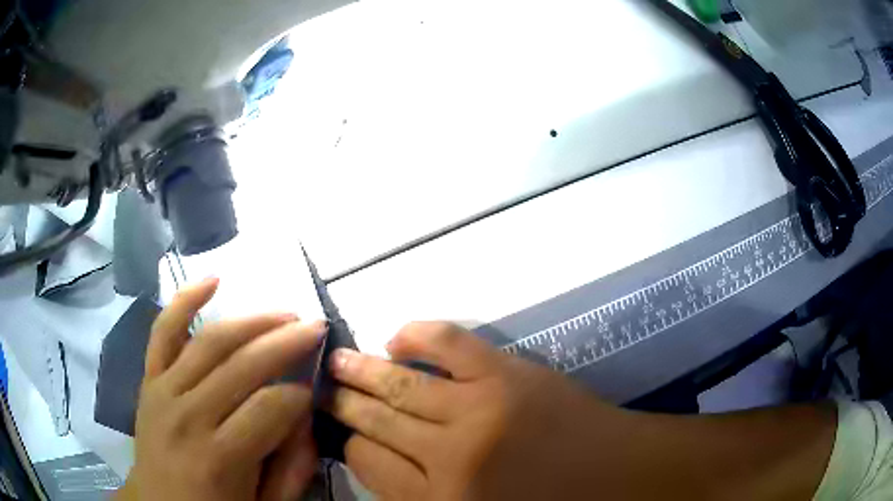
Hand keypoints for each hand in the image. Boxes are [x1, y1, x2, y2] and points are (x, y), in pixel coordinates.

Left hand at [123, 277, 325, 500]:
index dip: (301, 396)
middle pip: (242, 364)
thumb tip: (306, 419)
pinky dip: (185, 300)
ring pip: (210, 340)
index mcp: (219, 457)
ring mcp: (164, 389)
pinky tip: (212, 280)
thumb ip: (291, 468)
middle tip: (316, 328)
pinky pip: (163, 330)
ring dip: (252, 321)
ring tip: (284, 313)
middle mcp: (188, 414)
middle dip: (286, 342)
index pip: (270, 408)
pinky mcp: (150, 377)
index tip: (315, 392)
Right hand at [327, 322, 625, 499]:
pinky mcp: (507, 374)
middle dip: (344, 403)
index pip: (367, 464)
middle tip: (323, 387)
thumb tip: (375, 461)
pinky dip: (416, 334)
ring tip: (337, 359)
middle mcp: (448, 457)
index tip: (344, 433)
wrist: (617, 476)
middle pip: (375, 421)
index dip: (351, 445)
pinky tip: (395, 337)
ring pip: (399, 384)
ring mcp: (478, 410)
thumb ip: (419, 498)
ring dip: (361, 369)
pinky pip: (448, 343)